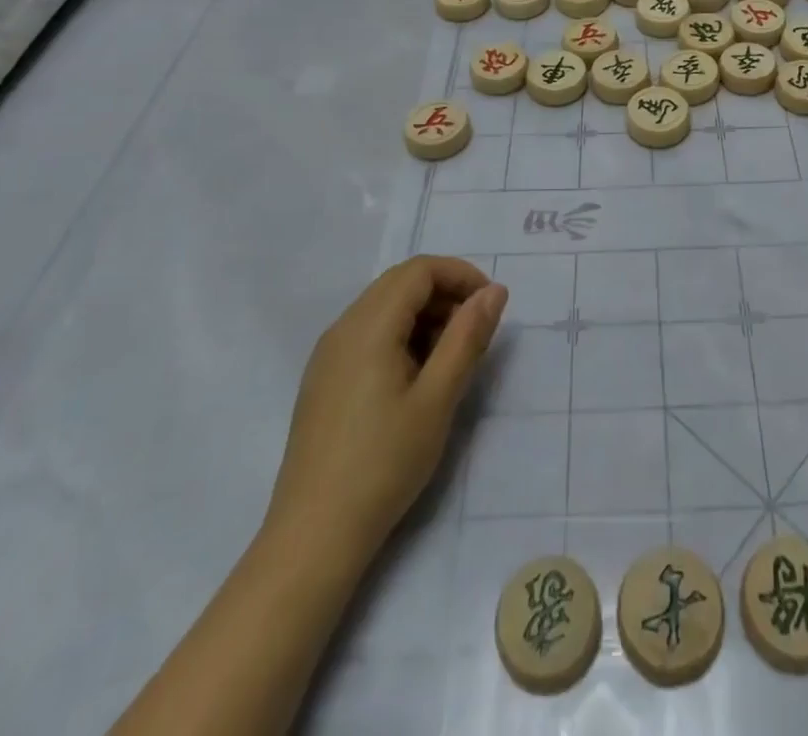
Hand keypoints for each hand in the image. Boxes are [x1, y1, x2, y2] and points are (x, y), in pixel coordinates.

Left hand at [265, 257, 506, 564]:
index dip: (460, 274)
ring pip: (383, 307)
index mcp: (369, 326)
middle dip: (444, 293)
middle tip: (474, 331)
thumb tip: (494, 290)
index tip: (490, 305)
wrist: (313, 536)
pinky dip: (400, 335)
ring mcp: (328, 354)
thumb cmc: (384, 463)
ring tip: (449, 358)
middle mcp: (343, 328)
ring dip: (424, 315)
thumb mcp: (438, 398)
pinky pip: (367, 333)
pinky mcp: (323, 379)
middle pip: (400, 283)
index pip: (419, 270)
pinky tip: (415, 377)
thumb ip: (468, 337)